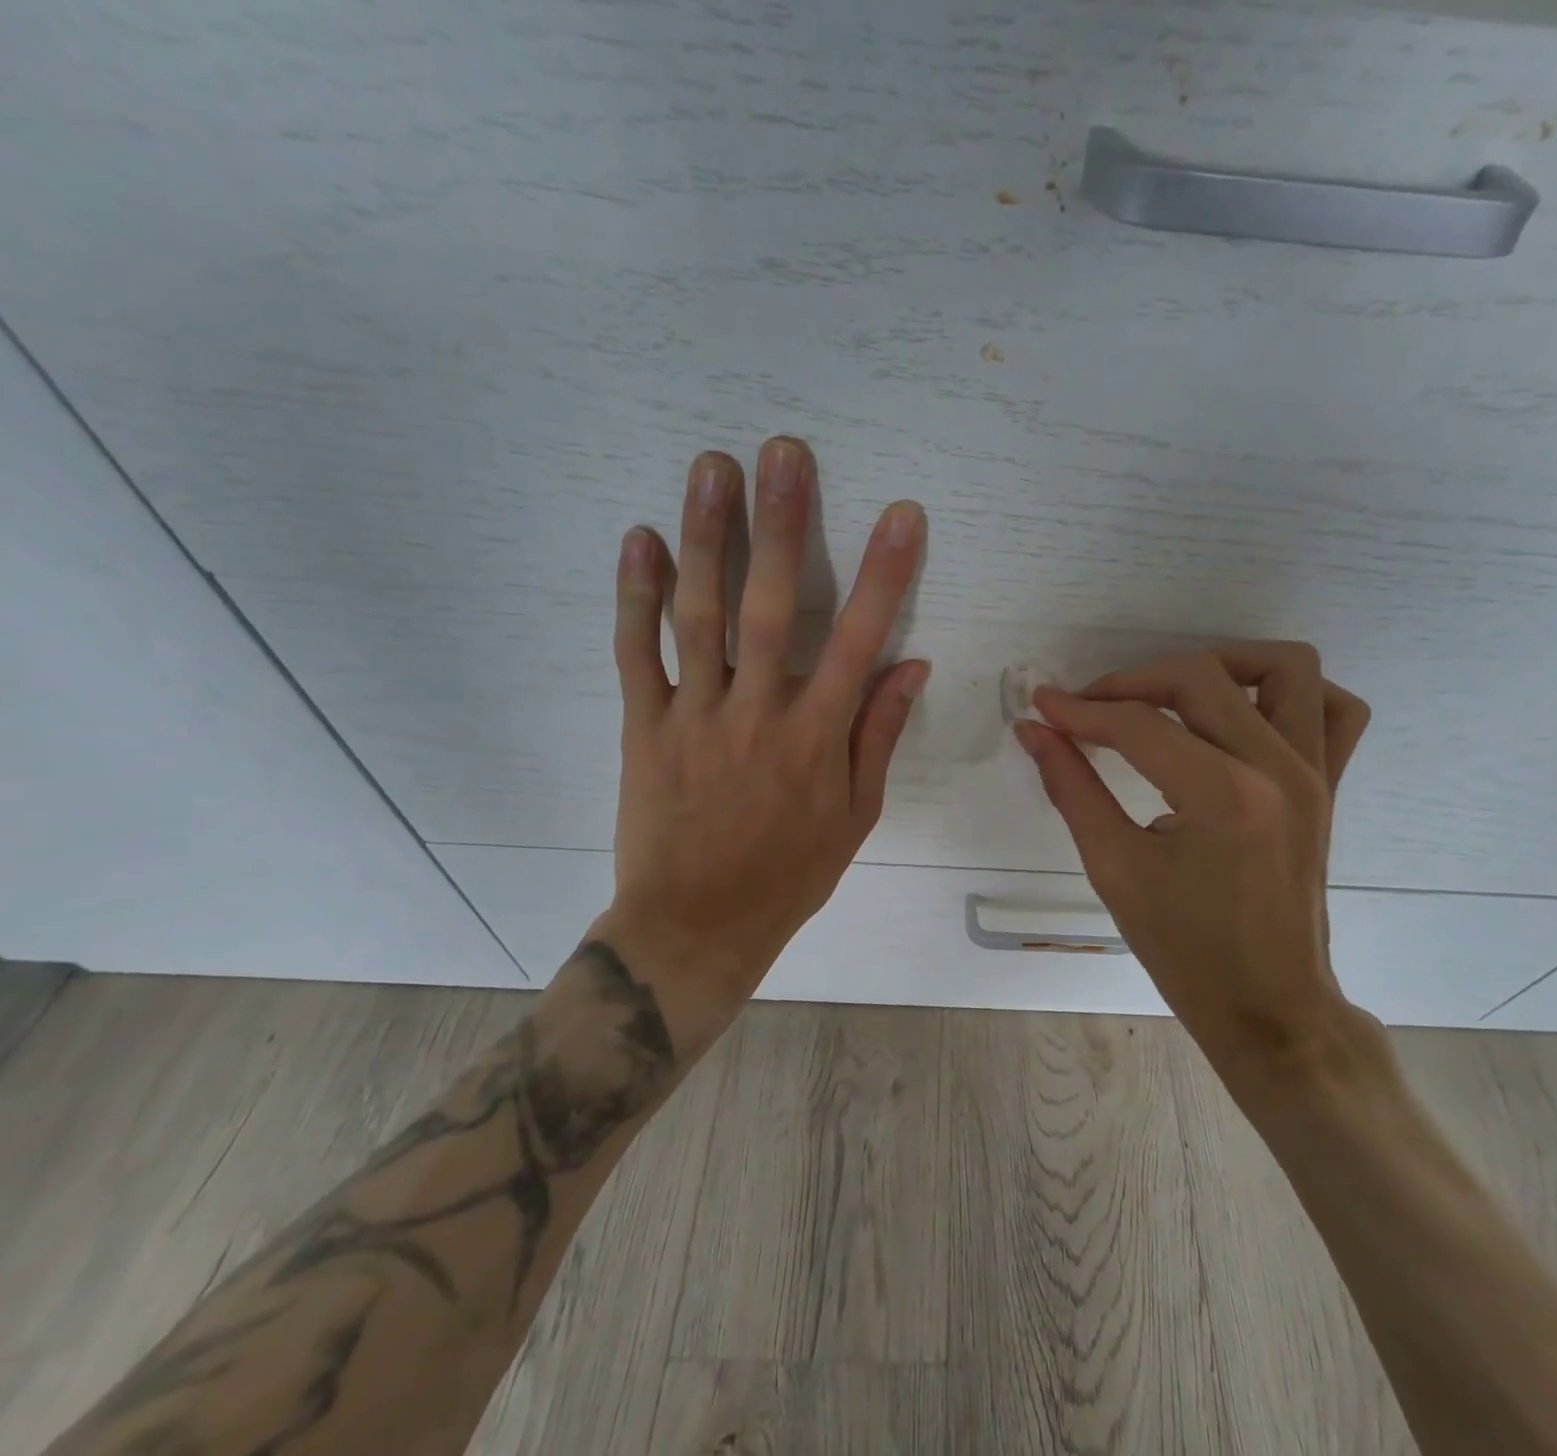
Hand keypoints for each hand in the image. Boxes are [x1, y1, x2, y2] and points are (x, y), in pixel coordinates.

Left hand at [597, 437, 927, 1038]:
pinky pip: (637, 654)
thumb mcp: (856, 815)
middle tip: (783, 452)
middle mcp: (758, 712)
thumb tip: (910, 664)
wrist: (696, 925)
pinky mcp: (644, 726)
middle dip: (781, 525)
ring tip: (712, 467)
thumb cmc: (789, 873)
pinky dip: (636, 596)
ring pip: (699, 615)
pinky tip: (641, 538)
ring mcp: (694, 715)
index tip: (903, 515)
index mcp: (818, 737)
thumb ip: (879, 734)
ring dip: (707, 537)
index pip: (859, 640)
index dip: (885, 574)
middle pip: (768, 606)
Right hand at [1014, 643, 1370, 1069]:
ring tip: (1168, 694)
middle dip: (1131, 682)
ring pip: (1283, 667)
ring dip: (1218, 665)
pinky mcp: (1329, 785)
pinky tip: (1243, 712)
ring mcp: (1315, 773)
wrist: (1267, 1006)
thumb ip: (1071, 787)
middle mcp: (1279, 768)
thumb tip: (1033, 730)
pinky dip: (1289, 693)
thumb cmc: (1185, 950)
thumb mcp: (1114, 869)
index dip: (1080, 709)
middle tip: (1088, 709)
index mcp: (1224, 796)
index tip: (1040, 707)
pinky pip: (1334, 709)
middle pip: (1200, 677)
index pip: (1138, 724)